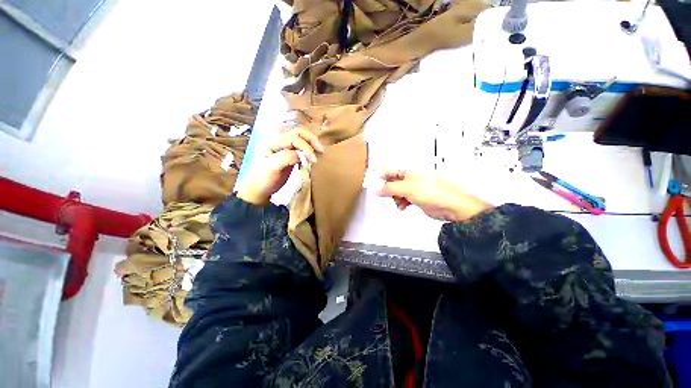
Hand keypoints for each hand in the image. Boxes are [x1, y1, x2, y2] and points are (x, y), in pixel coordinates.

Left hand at [237, 128, 323, 204]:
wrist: (259, 189)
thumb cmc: (263, 179)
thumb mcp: (272, 168)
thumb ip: (286, 157)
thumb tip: (302, 155)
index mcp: (272, 141)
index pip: (294, 138)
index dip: (306, 147)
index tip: (314, 160)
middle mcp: (279, 140)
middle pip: (298, 133)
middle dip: (311, 140)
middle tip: (321, 151)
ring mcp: (284, 147)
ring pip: (301, 138)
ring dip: (312, 143)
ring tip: (320, 152)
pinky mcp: (289, 154)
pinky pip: (301, 147)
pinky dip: (310, 149)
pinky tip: (314, 156)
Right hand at [376, 170, 491, 221]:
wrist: (449, 206)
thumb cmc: (432, 192)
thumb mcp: (407, 188)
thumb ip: (390, 188)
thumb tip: (378, 189)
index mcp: (409, 172)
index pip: (391, 170)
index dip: (381, 174)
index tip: (372, 178)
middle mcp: (411, 178)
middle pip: (393, 182)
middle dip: (389, 189)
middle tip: (387, 194)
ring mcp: (414, 188)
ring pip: (397, 192)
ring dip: (395, 198)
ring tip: (399, 202)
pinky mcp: (417, 198)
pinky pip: (404, 199)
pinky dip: (402, 202)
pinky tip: (403, 206)